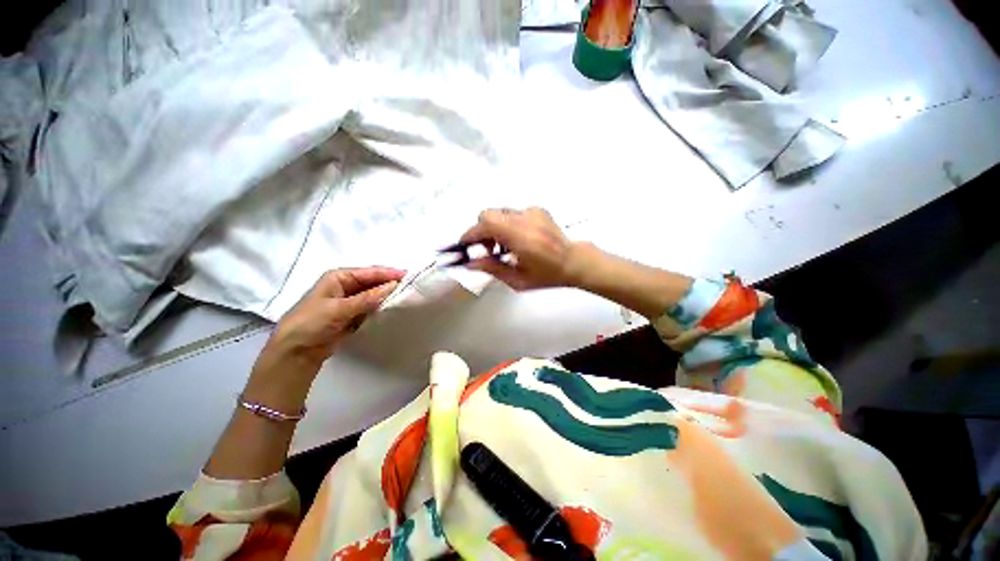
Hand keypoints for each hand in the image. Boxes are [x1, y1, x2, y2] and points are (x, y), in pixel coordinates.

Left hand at [262, 267, 404, 368]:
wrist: (296, 352)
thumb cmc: (311, 323)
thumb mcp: (338, 308)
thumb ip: (367, 298)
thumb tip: (393, 286)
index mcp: (339, 277)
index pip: (370, 272)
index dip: (390, 273)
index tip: (410, 276)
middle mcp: (346, 286)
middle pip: (374, 282)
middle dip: (391, 284)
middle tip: (413, 287)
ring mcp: (351, 301)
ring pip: (375, 295)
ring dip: (389, 296)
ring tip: (409, 297)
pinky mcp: (354, 315)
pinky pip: (373, 308)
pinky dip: (383, 308)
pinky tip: (396, 309)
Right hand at [459, 207, 582, 290]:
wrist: (574, 261)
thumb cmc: (547, 276)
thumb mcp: (517, 281)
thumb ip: (492, 269)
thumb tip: (469, 264)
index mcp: (522, 239)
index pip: (486, 225)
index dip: (470, 234)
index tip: (464, 246)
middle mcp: (526, 219)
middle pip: (489, 214)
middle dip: (481, 231)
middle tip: (487, 249)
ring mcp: (532, 211)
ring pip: (499, 213)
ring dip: (494, 228)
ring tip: (503, 247)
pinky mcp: (537, 209)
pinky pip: (512, 214)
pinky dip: (507, 225)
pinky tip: (518, 239)